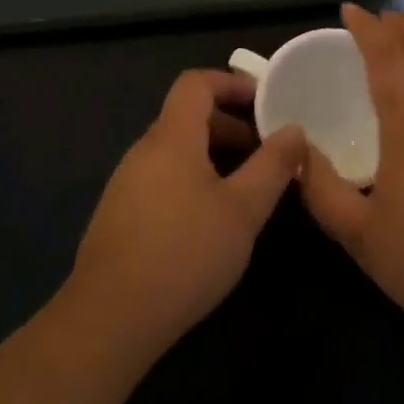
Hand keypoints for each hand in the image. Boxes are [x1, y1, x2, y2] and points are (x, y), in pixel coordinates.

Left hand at [72, 70, 306, 358]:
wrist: (109, 320)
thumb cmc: (184, 254)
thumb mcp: (243, 210)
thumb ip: (272, 165)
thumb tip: (294, 129)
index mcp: (172, 137)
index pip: (196, 83)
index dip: (231, 83)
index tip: (264, 103)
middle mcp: (144, 150)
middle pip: (187, 116)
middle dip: (230, 125)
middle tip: (265, 154)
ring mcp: (125, 183)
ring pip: (175, 150)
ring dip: (212, 156)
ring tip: (243, 190)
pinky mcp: (118, 214)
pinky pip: (160, 177)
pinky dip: (190, 180)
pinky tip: (207, 222)